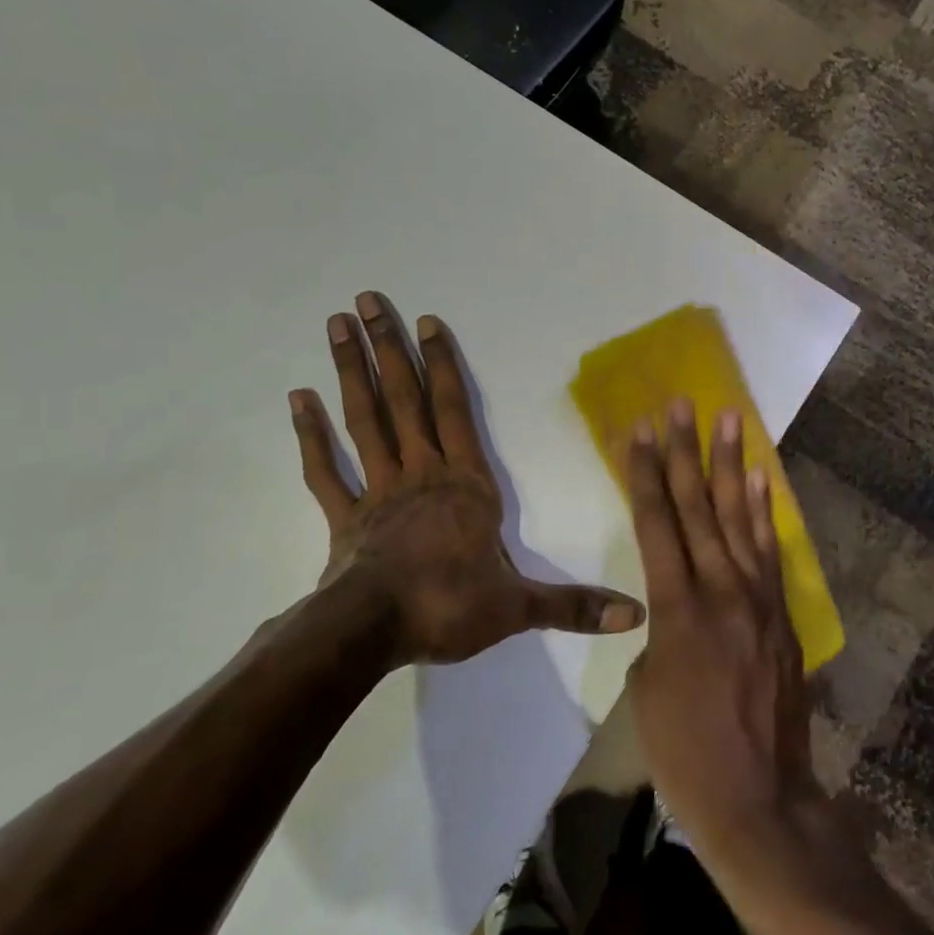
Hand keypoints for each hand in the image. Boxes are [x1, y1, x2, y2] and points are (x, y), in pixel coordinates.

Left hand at [289, 292, 644, 666]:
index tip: (425, 322)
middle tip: (365, 301)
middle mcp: (422, 474)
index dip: (442, 365)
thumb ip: (575, 605)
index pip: (454, 411)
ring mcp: (378, 492)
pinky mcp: (345, 518)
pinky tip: (297, 400)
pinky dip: (310, 435)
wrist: (373, 633)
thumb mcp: (520, 607)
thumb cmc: (449, 607)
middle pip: (404, 401)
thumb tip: (637, 615)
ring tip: (336, 327)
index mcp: (466, 484)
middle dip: (388, 350)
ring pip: (364, 421)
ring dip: (350, 373)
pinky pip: (325, 470)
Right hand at [625, 399, 821, 863]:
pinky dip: (764, 512)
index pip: (656, 524)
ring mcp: (758, 598)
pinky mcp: (782, 613)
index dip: (646, 474)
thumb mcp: (647, 687)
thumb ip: (659, 630)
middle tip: (682, 404)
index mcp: (676, 609)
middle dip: (686, 451)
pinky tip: (760, 479)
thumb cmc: (684, 752)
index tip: (640, 431)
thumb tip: (672, 605)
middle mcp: (720, 590)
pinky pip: (769, 551)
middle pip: (697, 507)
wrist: (759, 800)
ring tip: (730, 419)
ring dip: (731, 465)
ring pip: (738, 518)